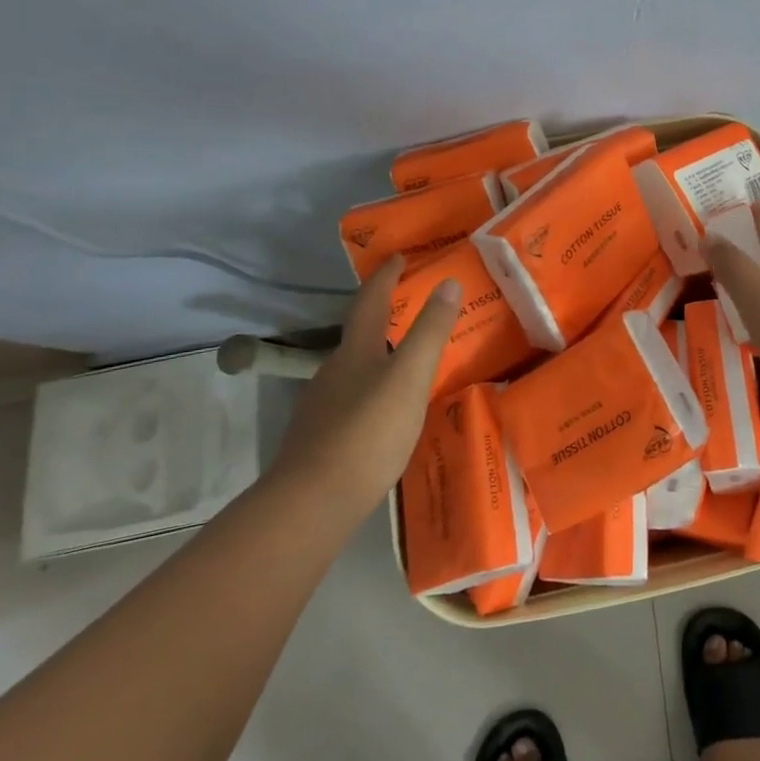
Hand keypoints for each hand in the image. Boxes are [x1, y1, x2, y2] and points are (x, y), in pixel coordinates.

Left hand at [268, 255, 459, 517]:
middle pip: (359, 334)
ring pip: (355, 369)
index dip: (385, 276)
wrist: (311, 503)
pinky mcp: (321, 439)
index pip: (370, 301)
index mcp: (356, 351)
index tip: (400, 256)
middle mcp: (334, 372)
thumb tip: (448, 282)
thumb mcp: (410, 377)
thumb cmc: (368, 432)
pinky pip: (352, 400)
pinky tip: (387, 410)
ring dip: (379, 355)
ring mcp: (323, 407)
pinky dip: (373, 390)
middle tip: (414, 307)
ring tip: (408, 360)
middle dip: (383, 315)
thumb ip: (430, 331)